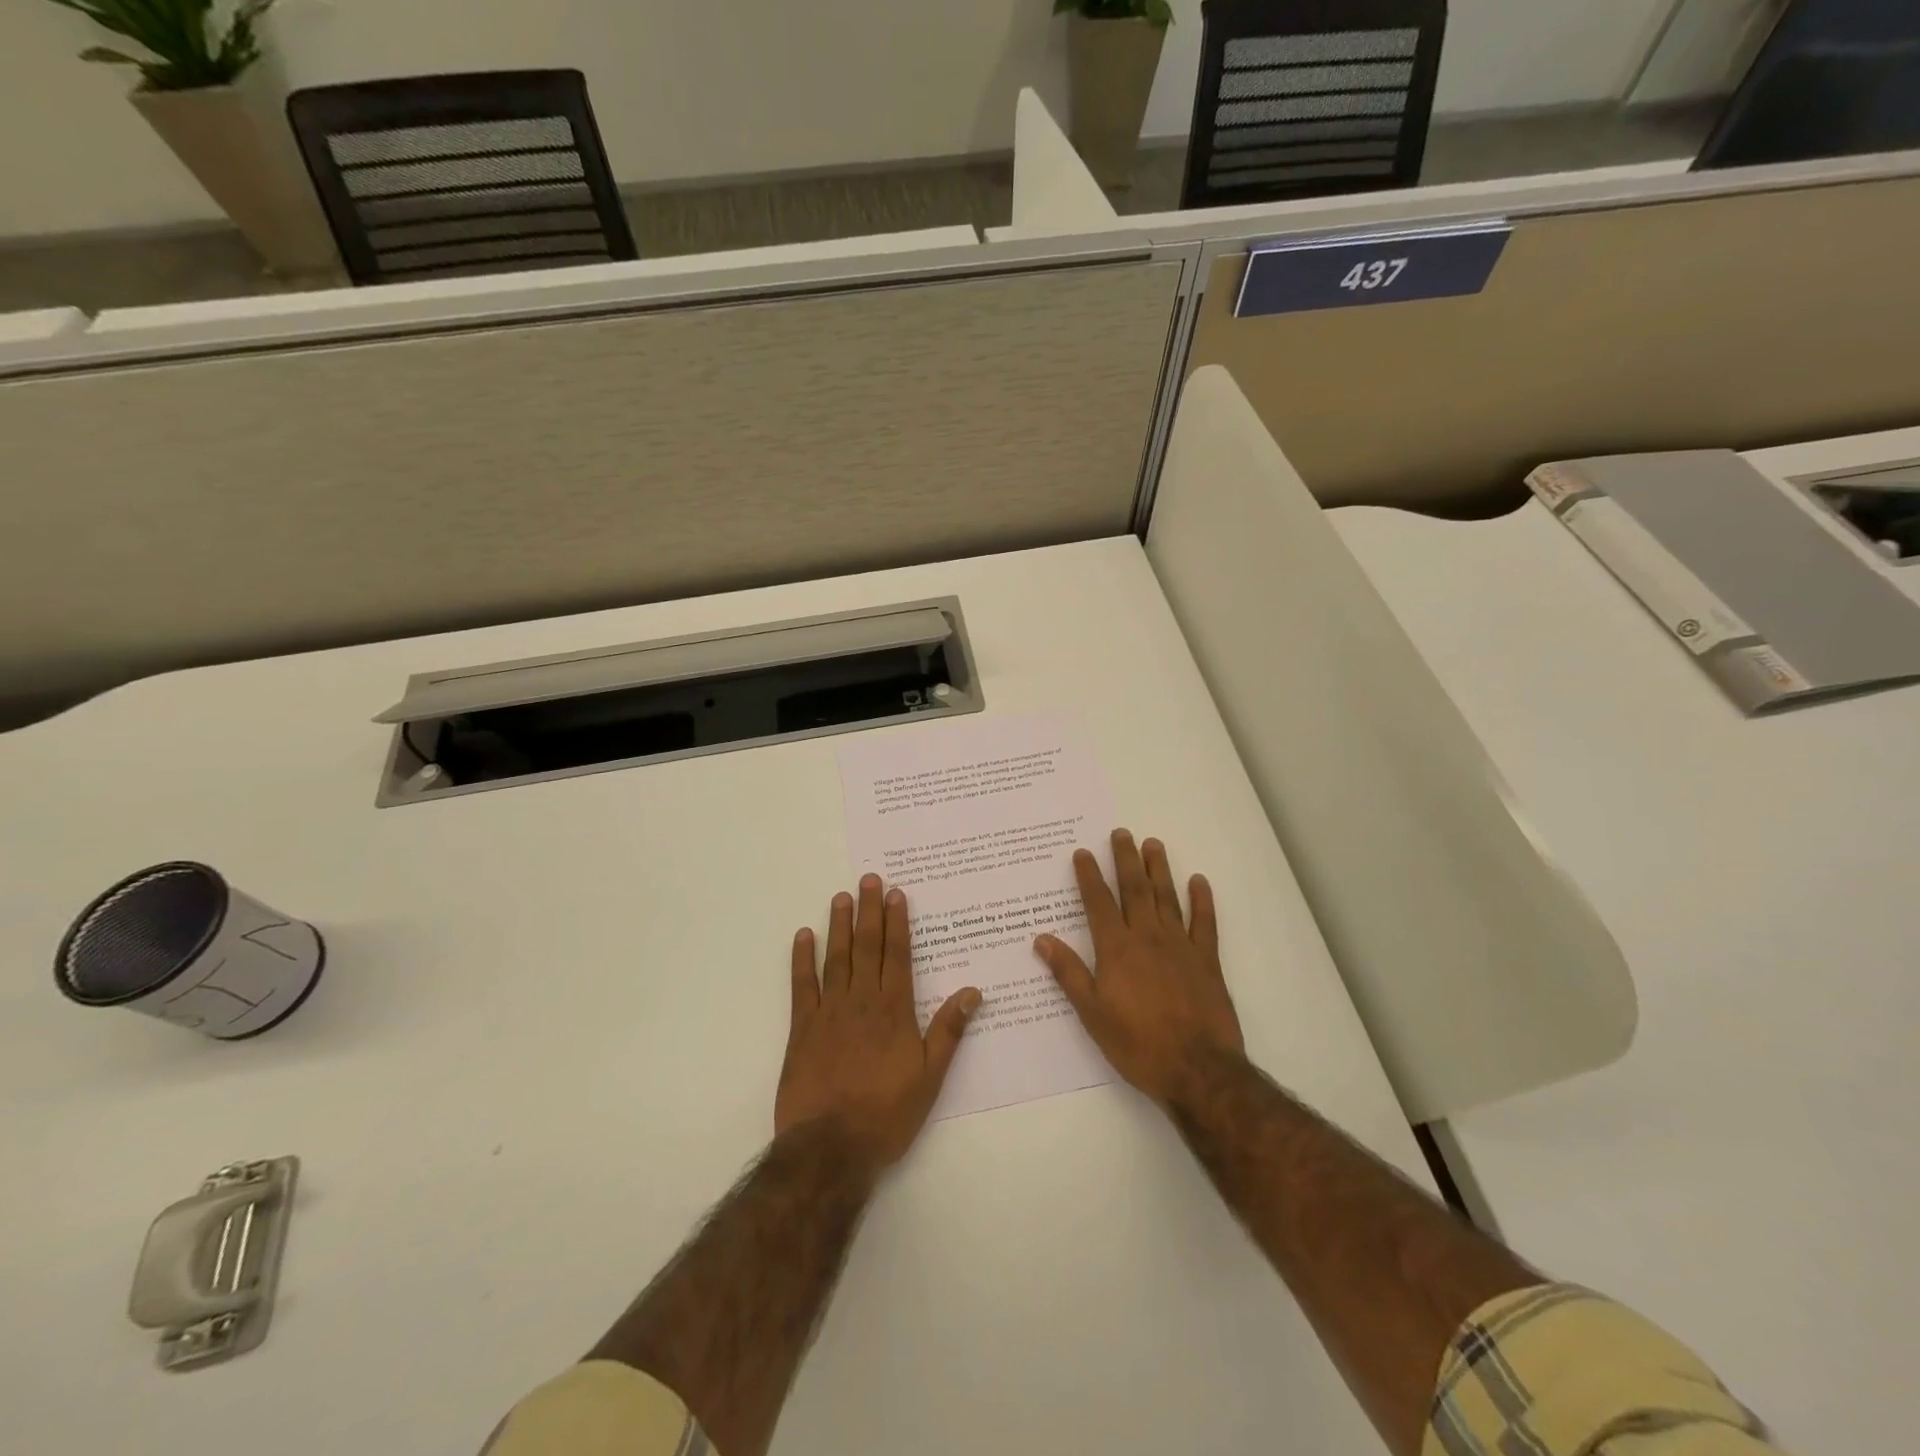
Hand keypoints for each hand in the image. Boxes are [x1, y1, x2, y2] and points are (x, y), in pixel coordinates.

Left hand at [777, 875, 981, 1175]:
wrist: (831, 1147)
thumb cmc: (886, 1114)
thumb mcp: (930, 1077)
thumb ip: (949, 1031)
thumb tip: (973, 991)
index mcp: (894, 1010)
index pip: (896, 955)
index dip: (896, 922)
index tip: (894, 893)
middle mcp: (862, 1001)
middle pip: (867, 947)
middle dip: (869, 911)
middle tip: (868, 879)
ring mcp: (829, 1011)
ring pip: (837, 958)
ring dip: (840, 926)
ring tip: (841, 897)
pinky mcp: (802, 1028)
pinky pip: (802, 985)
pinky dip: (802, 959)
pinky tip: (804, 936)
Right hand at [1035, 830, 1244, 1107]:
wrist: (1197, 1069)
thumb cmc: (1137, 1044)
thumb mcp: (1091, 1013)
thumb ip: (1069, 972)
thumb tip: (1042, 939)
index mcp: (1116, 949)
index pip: (1099, 903)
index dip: (1089, 876)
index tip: (1083, 852)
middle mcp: (1147, 937)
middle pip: (1135, 890)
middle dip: (1125, 859)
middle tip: (1121, 832)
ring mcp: (1181, 946)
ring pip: (1167, 898)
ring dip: (1159, 869)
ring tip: (1153, 844)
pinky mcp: (1207, 961)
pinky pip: (1205, 923)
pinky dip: (1202, 900)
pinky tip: (1199, 881)